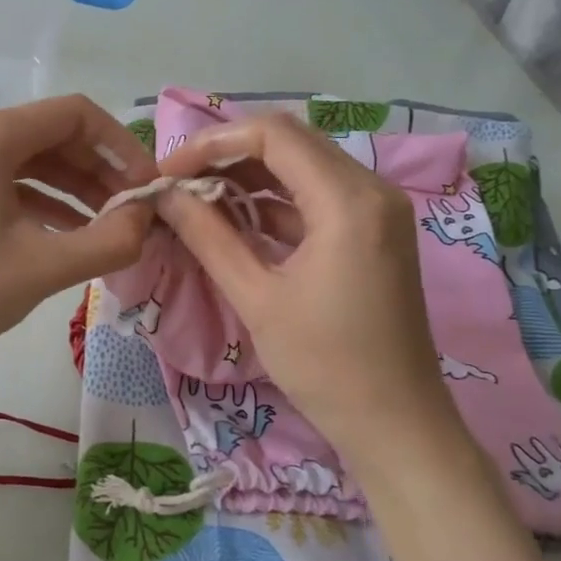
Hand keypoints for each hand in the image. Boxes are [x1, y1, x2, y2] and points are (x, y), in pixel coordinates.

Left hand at [0, 96, 157, 385]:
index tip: (146, 187)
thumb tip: (148, 218)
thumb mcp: (44, 268)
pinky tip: (64, 231)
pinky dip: (34, 198)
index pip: (73, 114)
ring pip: (23, 158)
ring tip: (107, 224)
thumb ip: (111, 239)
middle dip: (96, 170)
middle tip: (131, 210)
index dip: (120, 146)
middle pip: (47, 133)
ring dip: (69, 187)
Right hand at [155, 113, 455, 461]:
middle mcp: (371, 189)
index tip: (167, 172)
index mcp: (349, 200)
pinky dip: (271, 200)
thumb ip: (208, 236)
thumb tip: (164, 195)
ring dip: (246, 174)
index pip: (272, 134)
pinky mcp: (371, 231)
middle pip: (288, 141)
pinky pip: (313, 195)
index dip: (211, 143)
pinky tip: (230, 216)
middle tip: (176, 181)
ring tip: (193, 197)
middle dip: (225, 154)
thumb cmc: (326, 366)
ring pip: (300, 164)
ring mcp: (375, 209)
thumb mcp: (257, 298)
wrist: (396, 426)